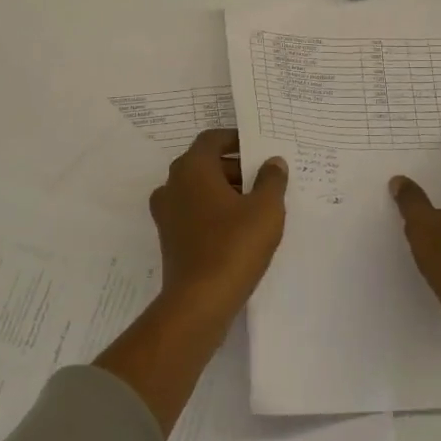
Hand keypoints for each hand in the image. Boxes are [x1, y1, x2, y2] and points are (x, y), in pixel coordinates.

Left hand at [148, 128, 289, 321]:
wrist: (199, 301)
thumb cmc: (234, 245)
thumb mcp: (266, 209)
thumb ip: (272, 179)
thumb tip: (273, 162)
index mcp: (192, 168)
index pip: (212, 139)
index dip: (236, 139)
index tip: (259, 148)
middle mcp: (172, 184)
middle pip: (205, 163)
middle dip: (235, 167)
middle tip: (264, 178)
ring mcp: (167, 213)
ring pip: (199, 189)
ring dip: (225, 190)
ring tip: (257, 205)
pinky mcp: (169, 238)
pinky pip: (194, 212)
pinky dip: (214, 212)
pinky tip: (239, 229)